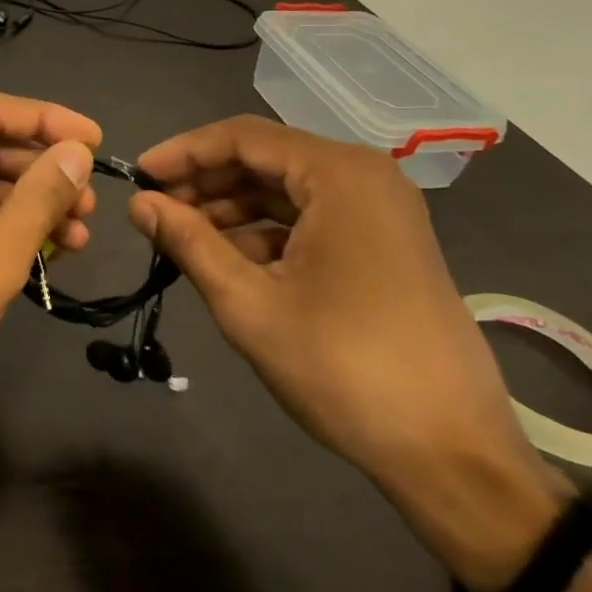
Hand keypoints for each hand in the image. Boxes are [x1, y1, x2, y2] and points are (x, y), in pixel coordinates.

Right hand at [130, 117, 561, 588]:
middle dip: (205, 182)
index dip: (183, 152)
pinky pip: (311, 217)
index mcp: (339, 175)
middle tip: (155, 212)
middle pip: (265, 158)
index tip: (138, 177)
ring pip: (286, 189)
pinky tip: (230, 261)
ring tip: (182, 238)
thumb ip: (189, 242)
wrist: (454, 455)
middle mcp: (364, 176)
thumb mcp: (250, 304)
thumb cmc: (344, 369)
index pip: (242, 137)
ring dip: (231, 208)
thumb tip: (139, 203)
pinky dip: (266, 231)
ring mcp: (380, 210)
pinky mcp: (385, 243)